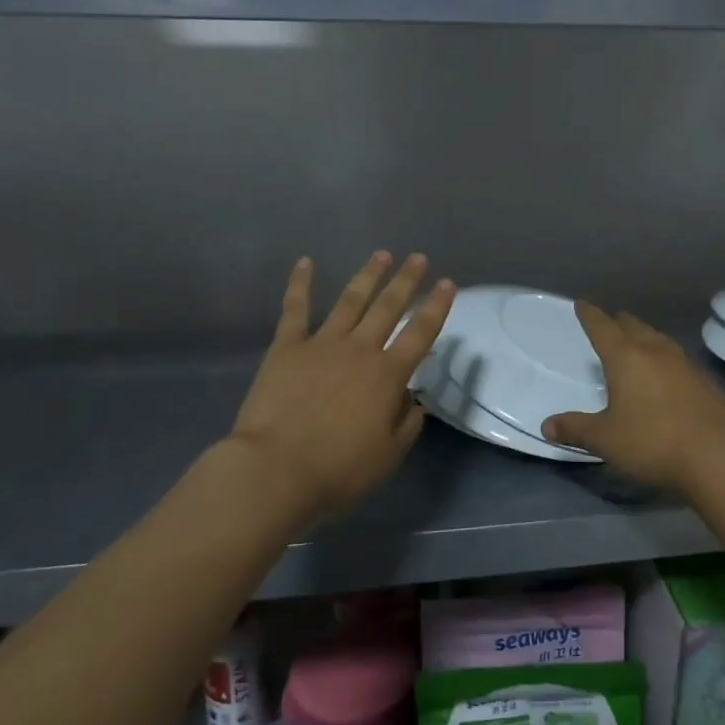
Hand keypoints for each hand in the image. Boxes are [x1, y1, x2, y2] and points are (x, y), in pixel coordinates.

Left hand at [226, 252, 454, 518]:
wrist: (276, 469)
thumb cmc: (339, 469)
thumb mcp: (389, 454)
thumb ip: (406, 421)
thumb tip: (411, 398)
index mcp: (388, 375)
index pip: (421, 333)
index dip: (437, 307)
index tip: (448, 283)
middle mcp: (360, 349)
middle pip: (388, 307)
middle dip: (406, 281)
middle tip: (418, 258)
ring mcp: (322, 344)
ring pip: (351, 300)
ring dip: (368, 276)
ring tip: (382, 254)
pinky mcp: (286, 347)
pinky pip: (295, 309)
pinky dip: (300, 284)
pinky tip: (306, 262)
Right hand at [541, 303, 724, 491]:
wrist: (717, 456)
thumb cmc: (651, 442)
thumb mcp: (605, 439)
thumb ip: (575, 429)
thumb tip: (546, 426)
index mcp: (625, 358)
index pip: (602, 327)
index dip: (589, 315)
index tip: (582, 303)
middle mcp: (655, 352)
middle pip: (633, 327)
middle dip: (618, 322)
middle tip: (610, 322)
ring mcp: (685, 364)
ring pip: (659, 339)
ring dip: (645, 336)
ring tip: (638, 341)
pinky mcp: (705, 382)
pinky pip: (678, 359)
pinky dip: (666, 358)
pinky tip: (668, 372)